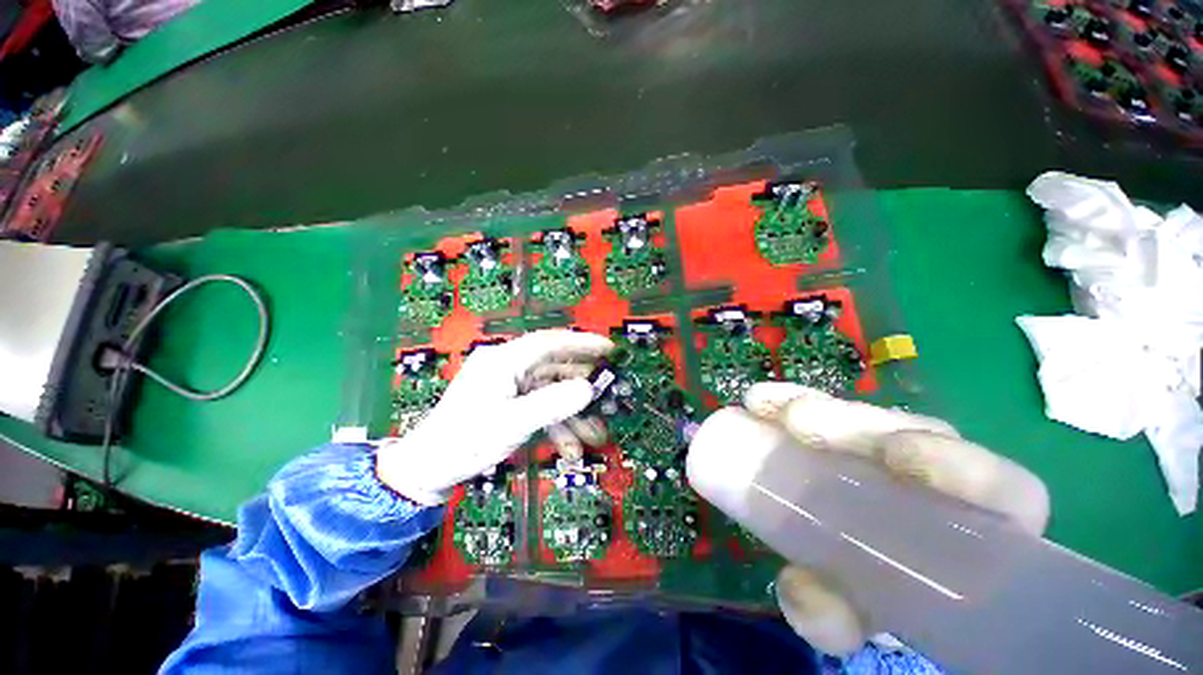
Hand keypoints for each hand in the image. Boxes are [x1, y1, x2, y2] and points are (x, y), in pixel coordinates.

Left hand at [375, 330, 612, 504]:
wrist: (428, 468)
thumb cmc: (465, 441)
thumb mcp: (512, 423)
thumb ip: (553, 404)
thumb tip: (588, 389)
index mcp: (504, 360)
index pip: (550, 342)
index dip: (582, 343)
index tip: (610, 349)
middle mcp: (509, 366)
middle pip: (555, 368)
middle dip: (582, 388)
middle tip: (608, 399)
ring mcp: (509, 384)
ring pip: (552, 391)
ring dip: (573, 413)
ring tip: (594, 435)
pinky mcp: (510, 401)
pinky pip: (541, 406)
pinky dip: (557, 423)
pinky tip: (570, 446)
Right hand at [734, 382, 1049, 654]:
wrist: (854, 577)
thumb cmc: (877, 601)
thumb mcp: (861, 617)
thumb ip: (837, 616)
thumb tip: (797, 589)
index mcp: (976, 533)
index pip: (1003, 490)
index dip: (959, 463)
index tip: (894, 455)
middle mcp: (938, 483)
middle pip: (917, 433)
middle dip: (856, 422)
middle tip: (799, 423)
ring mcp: (888, 454)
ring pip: (865, 417)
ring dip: (816, 406)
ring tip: (764, 405)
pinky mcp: (846, 440)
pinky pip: (823, 412)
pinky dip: (789, 403)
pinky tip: (759, 401)